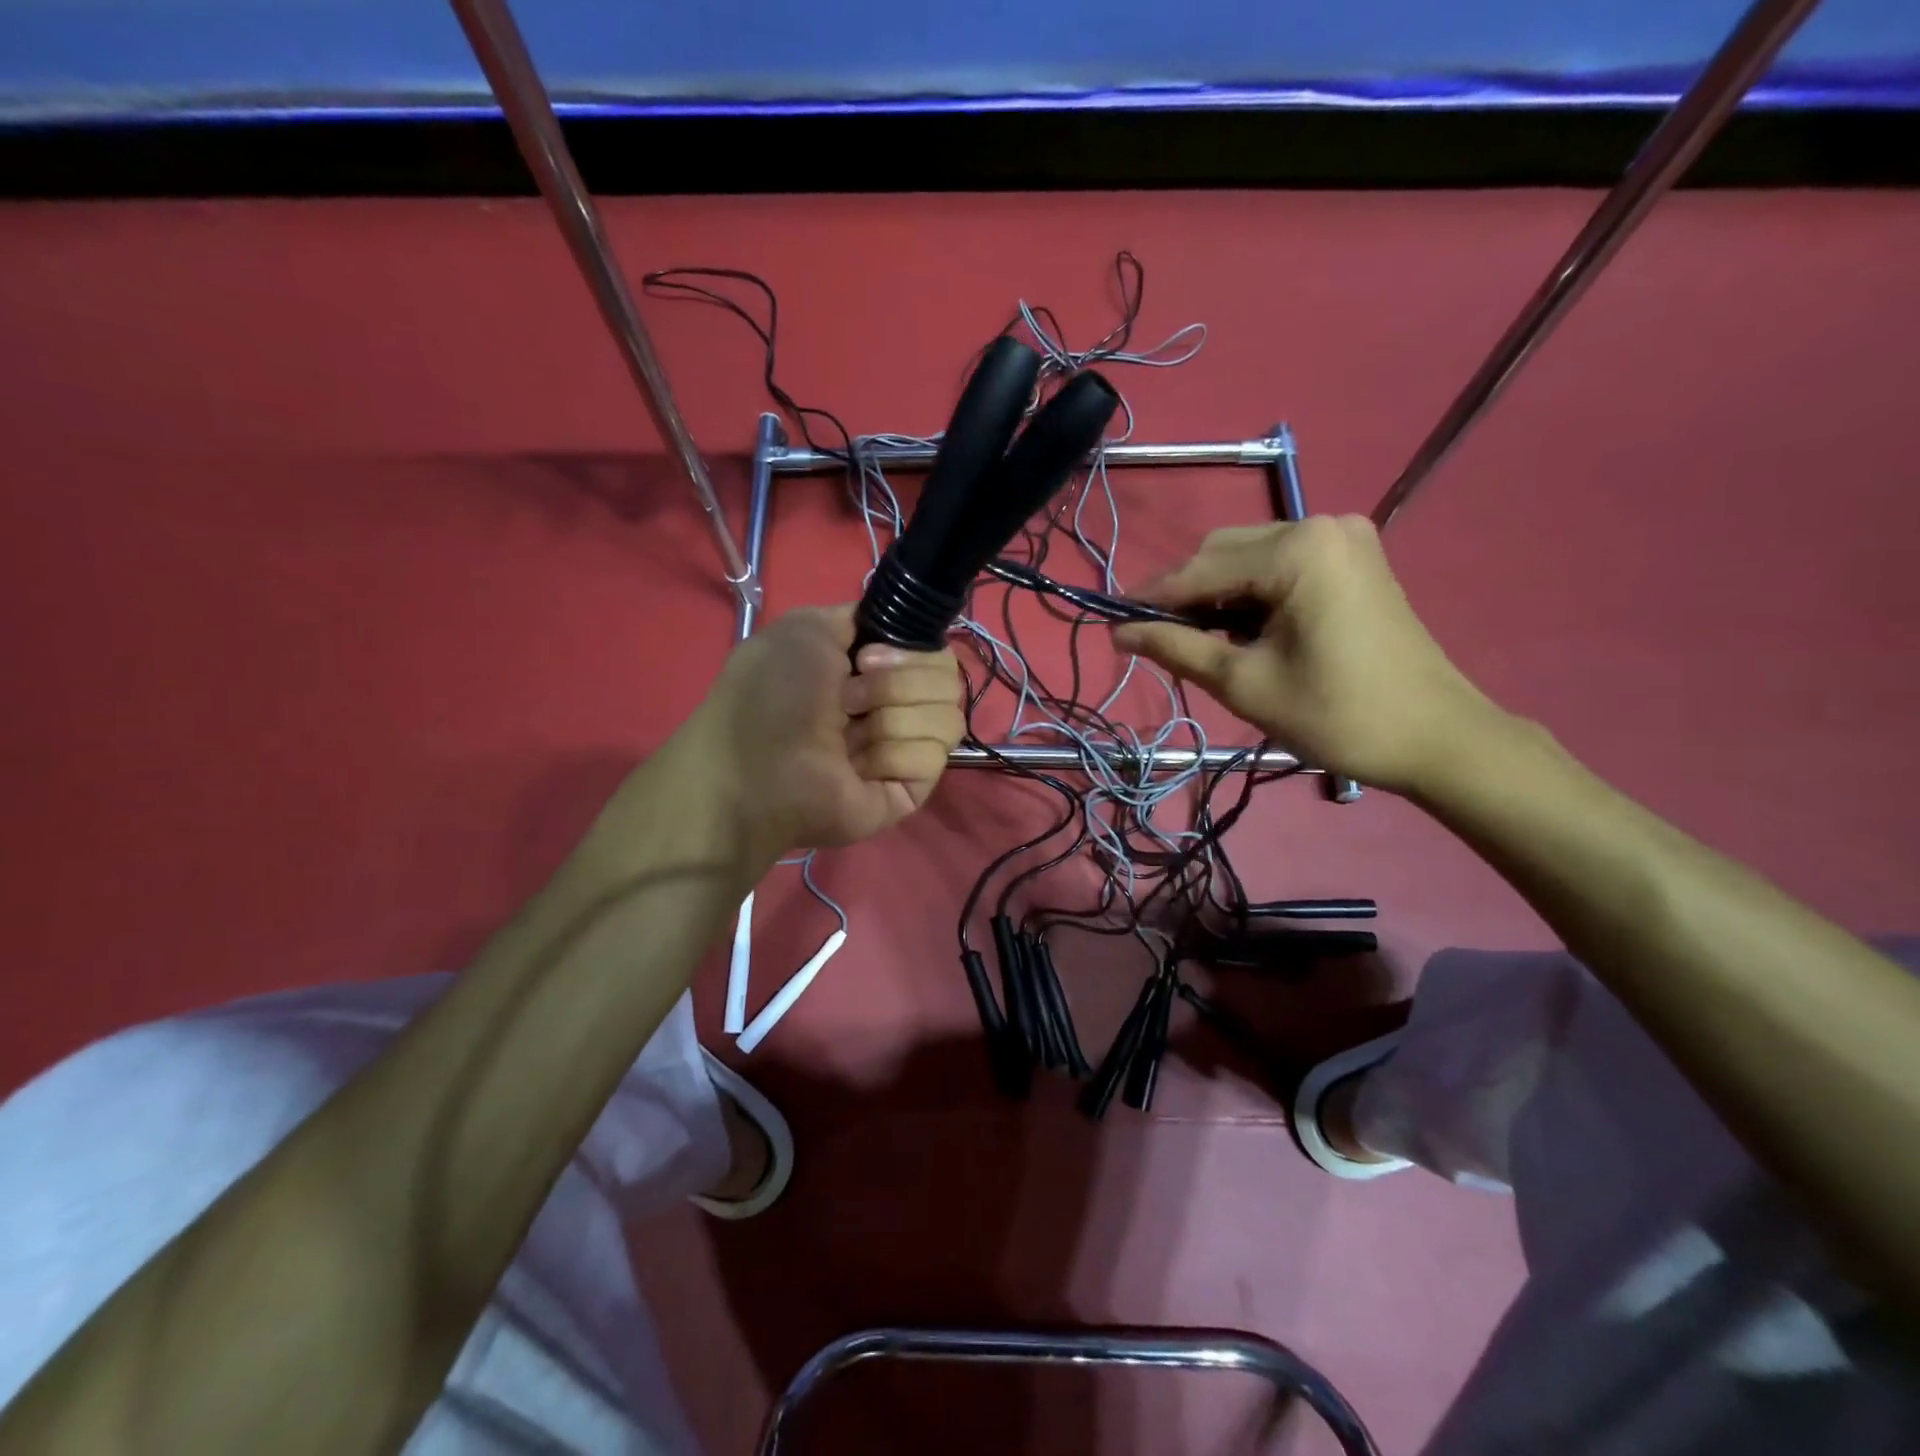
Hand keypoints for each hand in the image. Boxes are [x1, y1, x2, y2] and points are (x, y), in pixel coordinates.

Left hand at [698, 605, 965, 851]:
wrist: (756, 765)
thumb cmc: (772, 695)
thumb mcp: (805, 628)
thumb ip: (856, 617)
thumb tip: (890, 629)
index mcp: (873, 671)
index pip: (933, 651)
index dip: (909, 648)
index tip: (866, 657)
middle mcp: (894, 706)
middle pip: (948, 680)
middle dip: (897, 682)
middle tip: (847, 699)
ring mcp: (905, 749)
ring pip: (947, 716)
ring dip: (892, 717)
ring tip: (847, 737)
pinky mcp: (911, 789)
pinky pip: (934, 756)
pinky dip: (893, 754)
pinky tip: (858, 768)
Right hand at [1112, 516, 1497, 794]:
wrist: (1436, 737)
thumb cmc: (1336, 714)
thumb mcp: (1243, 683)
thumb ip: (1176, 648)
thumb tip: (1119, 634)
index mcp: (1296, 549)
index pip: (1199, 569)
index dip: (1151, 599)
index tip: (1111, 625)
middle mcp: (1320, 525)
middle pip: (1223, 552)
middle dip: (1186, 596)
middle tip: (1158, 642)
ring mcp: (1343, 538)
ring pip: (1249, 558)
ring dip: (1217, 596)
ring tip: (1200, 643)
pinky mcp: (1353, 559)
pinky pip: (1280, 566)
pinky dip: (1251, 595)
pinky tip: (1241, 630)